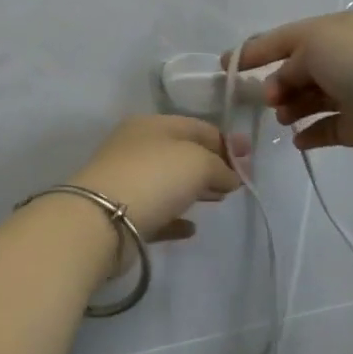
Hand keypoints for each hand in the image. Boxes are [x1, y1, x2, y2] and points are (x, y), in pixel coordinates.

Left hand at [69, 115, 247, 241]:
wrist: (102, 221)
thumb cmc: (154, 177)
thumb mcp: (198, 161)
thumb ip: (220, 166)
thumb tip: (230, 176)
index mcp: (151, 125)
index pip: (196, 126)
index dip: (225, 140)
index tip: (250, 156)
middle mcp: (136, 148)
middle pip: (182, 153)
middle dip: (212, 164)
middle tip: (238, 180)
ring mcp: (127, 181)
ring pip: (169, 182)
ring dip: (195, 189)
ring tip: (220, 200)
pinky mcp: (123, 215)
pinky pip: (157, 213)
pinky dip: (176, 217)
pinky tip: (192, 228)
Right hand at [231, 9, 352, 175]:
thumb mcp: (316, 44)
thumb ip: (289, 60)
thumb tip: (282, 84)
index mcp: (342, 29)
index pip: (290, 36)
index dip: (256, 49)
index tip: (226, 66)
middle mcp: (350, 57)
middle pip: (300, 68)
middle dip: (277, 81)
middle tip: (265, 99)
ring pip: (312, 98)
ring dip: (291, 107)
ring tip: (282, 117)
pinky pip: (327, 128)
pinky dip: (309, 133)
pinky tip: (297, 140)